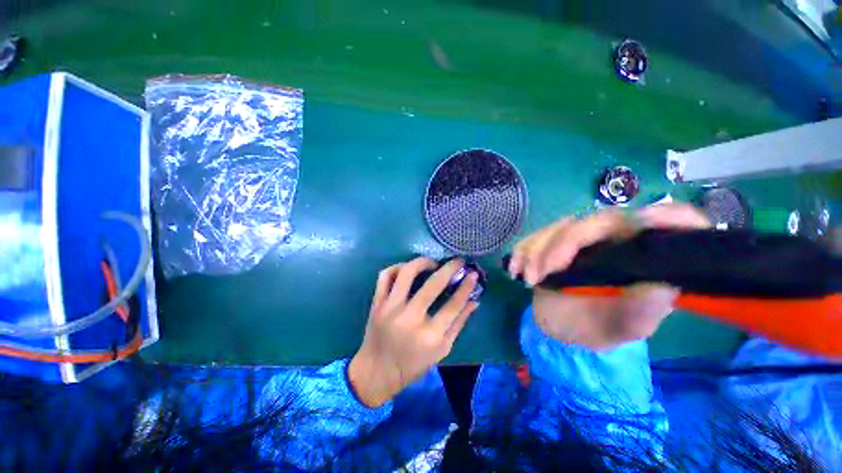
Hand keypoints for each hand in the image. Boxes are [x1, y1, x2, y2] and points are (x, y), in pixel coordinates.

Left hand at [349, 258, 478, 406]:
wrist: (376, 372)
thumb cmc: (413, 364)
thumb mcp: (442, 350)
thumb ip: (459, 324)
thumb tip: (474, 301)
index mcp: (429, 336)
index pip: (453, 305)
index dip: (465, 286)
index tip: (472, 274)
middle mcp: (410, 318)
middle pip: (433, 285)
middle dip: (449, 268)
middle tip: (457, 261)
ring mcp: (390, 308)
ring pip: (407, 273)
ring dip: (423, 262)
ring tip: (432, 264)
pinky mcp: (377, 303)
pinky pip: (385, 275)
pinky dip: (397, 267)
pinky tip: (407, 269)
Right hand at [511, 203, 709, 349]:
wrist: (559, 325)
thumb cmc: (593, 328)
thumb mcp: (620, 328)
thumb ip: (642, 310)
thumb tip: (662, 283)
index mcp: (644, 259)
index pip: (674, 224)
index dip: (670, 215)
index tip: (647, 220)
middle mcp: (617, 240)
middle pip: (597, 222)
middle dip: (561, 246)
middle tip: (539, 275)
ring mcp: (583, 238)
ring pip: (560, 226)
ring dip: (537, 250)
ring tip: (526, 279)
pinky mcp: (556, 240)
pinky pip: (537, 235)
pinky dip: (523, 249)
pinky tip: (515, 269)